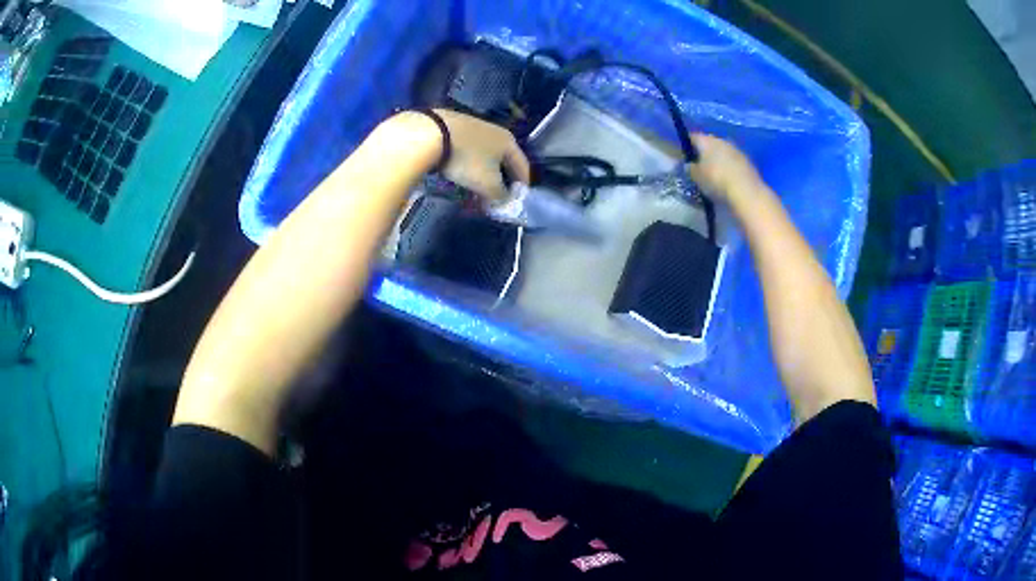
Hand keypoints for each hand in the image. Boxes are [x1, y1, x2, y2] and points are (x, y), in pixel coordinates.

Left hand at [435, 109, 530, 200]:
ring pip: (485, 155)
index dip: (522, 186)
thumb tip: (505, 202)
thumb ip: (501, 196)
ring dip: (483, 173)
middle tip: (495, 197)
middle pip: (503, 161)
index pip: (523, 167)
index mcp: (509, 142)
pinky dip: (468, 163)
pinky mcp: (456, 127)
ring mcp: (475, 126)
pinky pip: (468, 150)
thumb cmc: (467, 160)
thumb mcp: (488, 184)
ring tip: (475, 187)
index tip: (517, 200)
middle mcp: (496, 131)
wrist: (431, 134)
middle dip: (500, 181)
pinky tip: (459, 171)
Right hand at [687, 133, 762, 204]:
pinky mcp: (747, 161)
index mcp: (706, 141)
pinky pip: (733, 160)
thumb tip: (688, 164)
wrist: (746, 192)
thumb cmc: (716, 181)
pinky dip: (729, 166)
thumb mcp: (696, 177)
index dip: (686, 145)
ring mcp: (736, 149)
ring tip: (714, 173)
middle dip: (704, 151)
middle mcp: (721, 140)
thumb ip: (690, 168)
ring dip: (718, 159)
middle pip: (709, 142)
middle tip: (699, 165)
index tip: (684, 156)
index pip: (692, 137)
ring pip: (723, 151)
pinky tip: (728, 178)